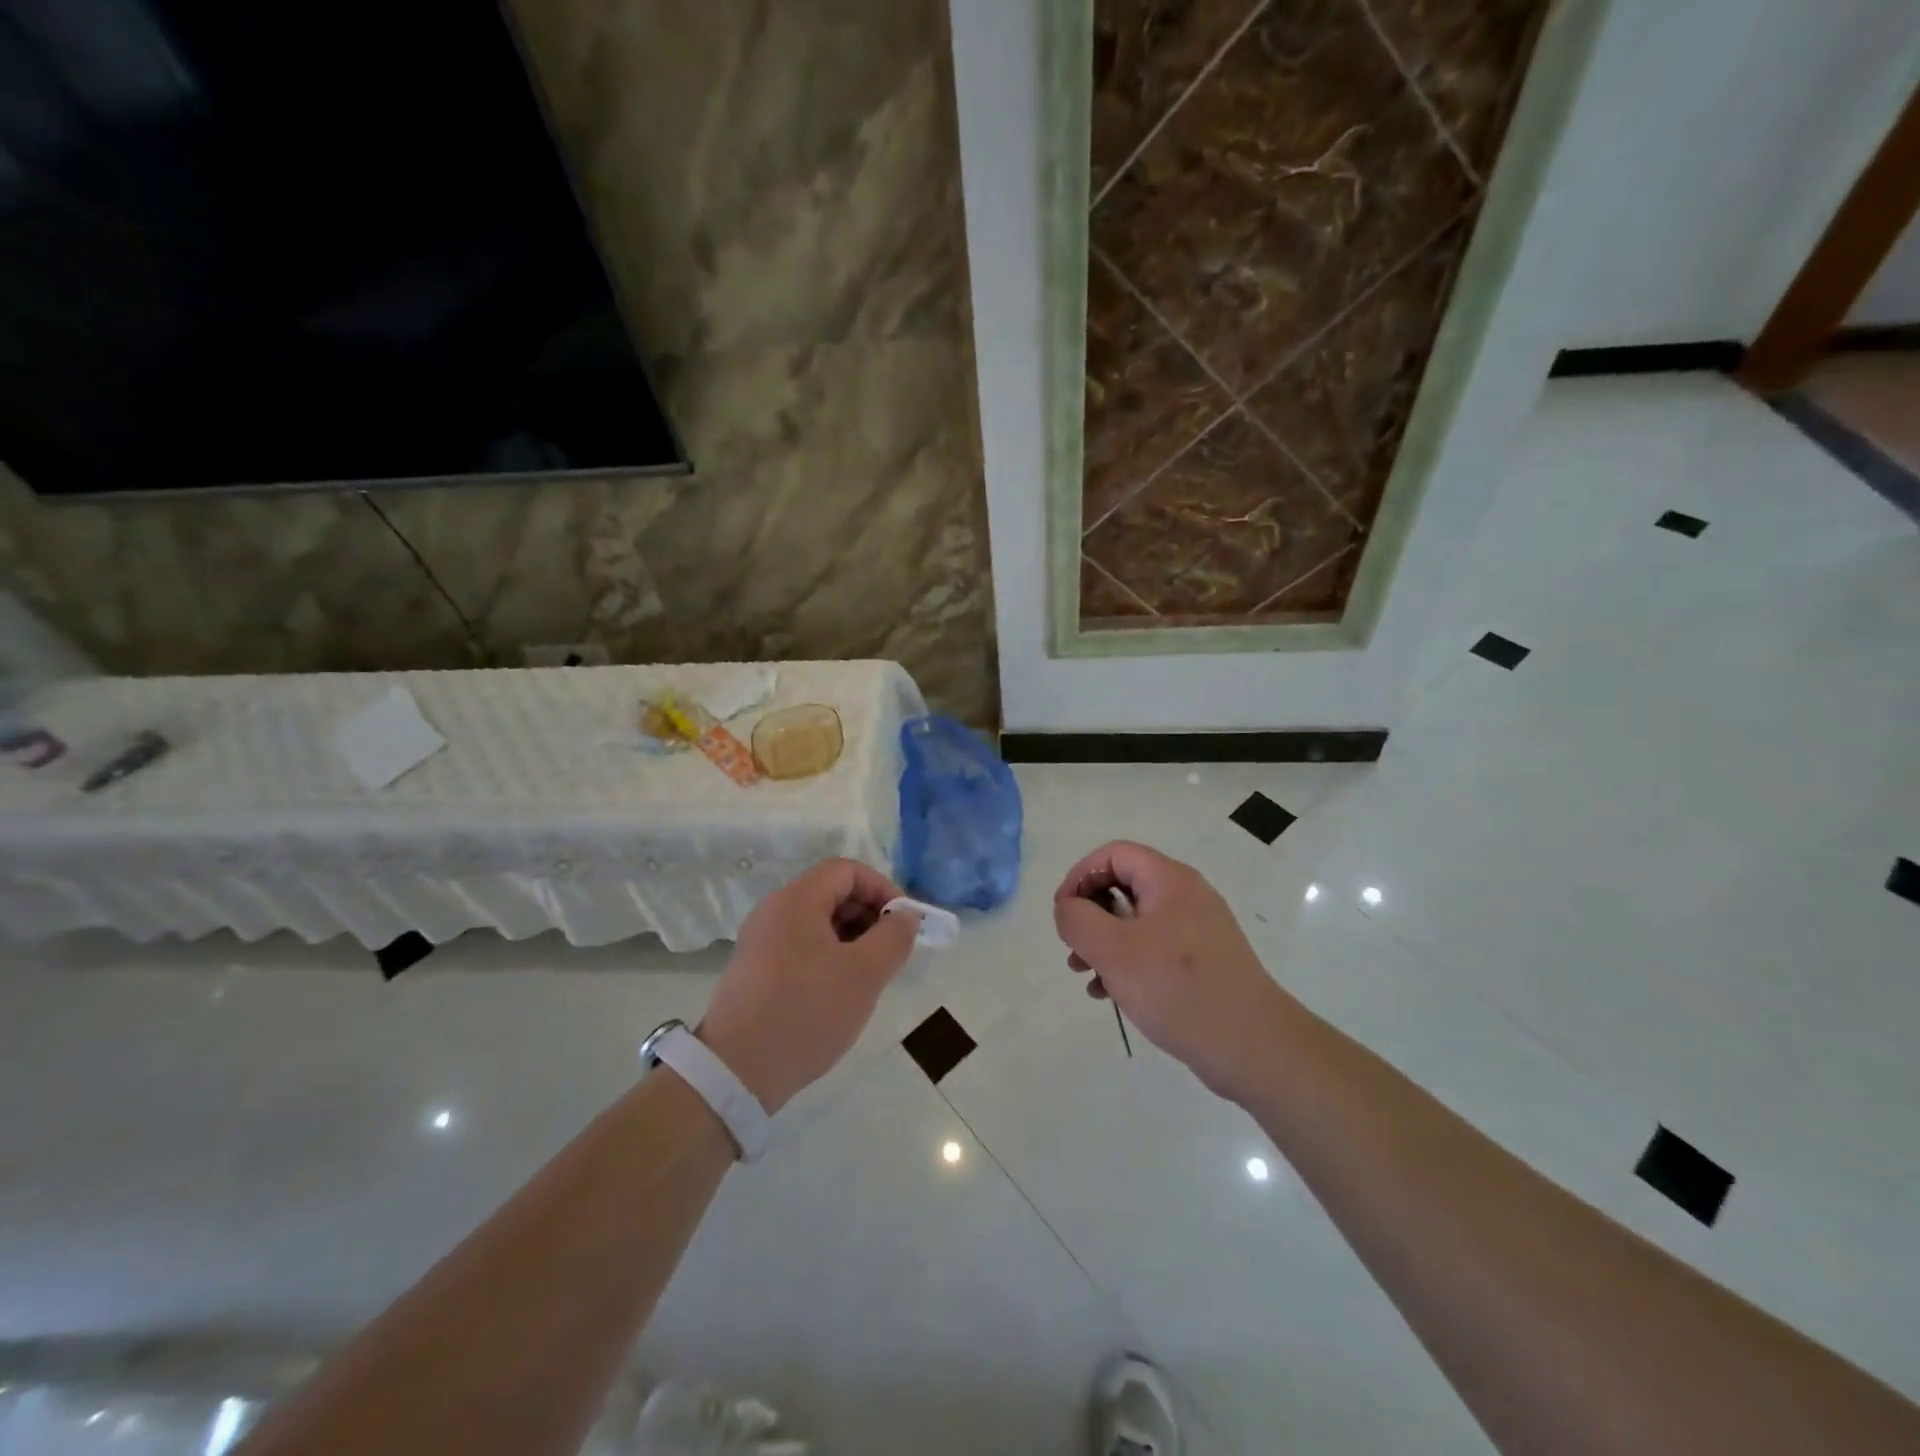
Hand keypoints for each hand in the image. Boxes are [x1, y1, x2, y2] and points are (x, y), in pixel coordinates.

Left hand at [699, 858, 919, 1112]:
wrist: (734, 1072)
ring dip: (851, 938)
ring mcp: (761, 940)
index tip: (904, 923)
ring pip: (818, 922)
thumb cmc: (805, 1012)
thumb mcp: (864, 974)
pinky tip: (840, 992)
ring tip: (870, 976)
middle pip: (832, 892)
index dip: (882, 888)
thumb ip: (893, 937)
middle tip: (891, 952)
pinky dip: (829, 956)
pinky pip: (801, 946)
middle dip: (869, 915)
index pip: (847, 870)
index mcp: (797, 899)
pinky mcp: (756, 969)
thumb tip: (906, 915)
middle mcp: (774, 910)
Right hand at [1053, 841, 1293, 1100]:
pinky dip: (1127, 963)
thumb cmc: (1178, 989)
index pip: (1114, 854)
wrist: (1253, 1047)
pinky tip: (1110, 994)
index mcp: (1169, 880)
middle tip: (1072, 948)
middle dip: (1090, 914)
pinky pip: (1154, 948)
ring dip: (1103, 942)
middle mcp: (1186, 896)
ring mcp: (1198, 930)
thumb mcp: (1113, 951)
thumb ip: (1078, 920)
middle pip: (1124, 886)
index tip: (1063, 914)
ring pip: (1136, 921)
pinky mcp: (1203, 962)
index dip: (1080, 876)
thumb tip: (1067, 907)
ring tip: (1085, 974)